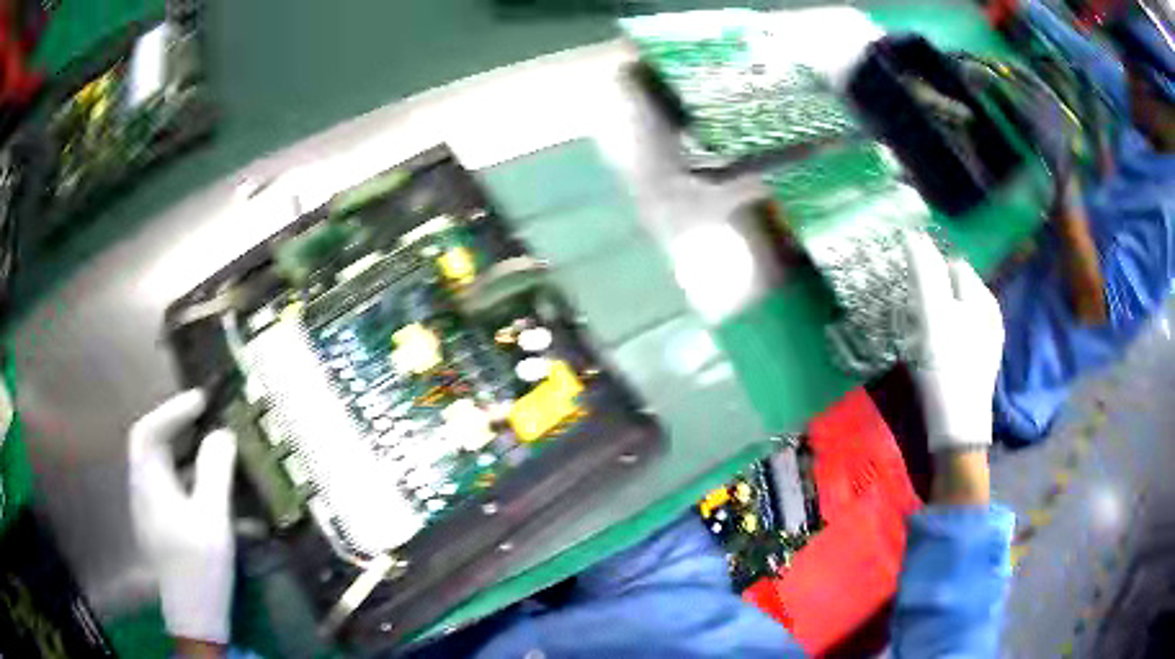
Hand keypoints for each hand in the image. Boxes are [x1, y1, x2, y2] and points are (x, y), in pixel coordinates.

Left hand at [128, 390, 236, 644]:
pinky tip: (201, 484)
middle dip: (172, 424)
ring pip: (154, 464)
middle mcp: (141, 491)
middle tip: (200, 416)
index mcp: (149, 486)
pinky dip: (180, 470)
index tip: (201, 401)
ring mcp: (147, 509)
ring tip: (204, 444)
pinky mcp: (157, 523)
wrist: (193, 617)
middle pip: (147, 444)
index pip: (149, 432)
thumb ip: (215, 474)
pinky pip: (163, 483)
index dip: (172, 410)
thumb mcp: (213, 521)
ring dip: (177, 447)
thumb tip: (222, 434)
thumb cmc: (200, 568)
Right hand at [903, 231, 1004, 453]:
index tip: (908, 286)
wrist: (959, 430)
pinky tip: (936, 352)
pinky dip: (947, 334)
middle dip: (934, 291)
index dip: (929, 268)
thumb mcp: (932, 317)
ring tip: (920, 333)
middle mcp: (990, 313)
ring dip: (939, 314)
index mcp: (981, 298)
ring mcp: (988, 340)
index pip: (951, 265)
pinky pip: (961, 334)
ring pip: (959, 311)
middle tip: (913, 312)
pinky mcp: (981, 362)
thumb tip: (913, 234)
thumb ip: (924, 273)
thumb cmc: (945, 369)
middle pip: (956, 288)